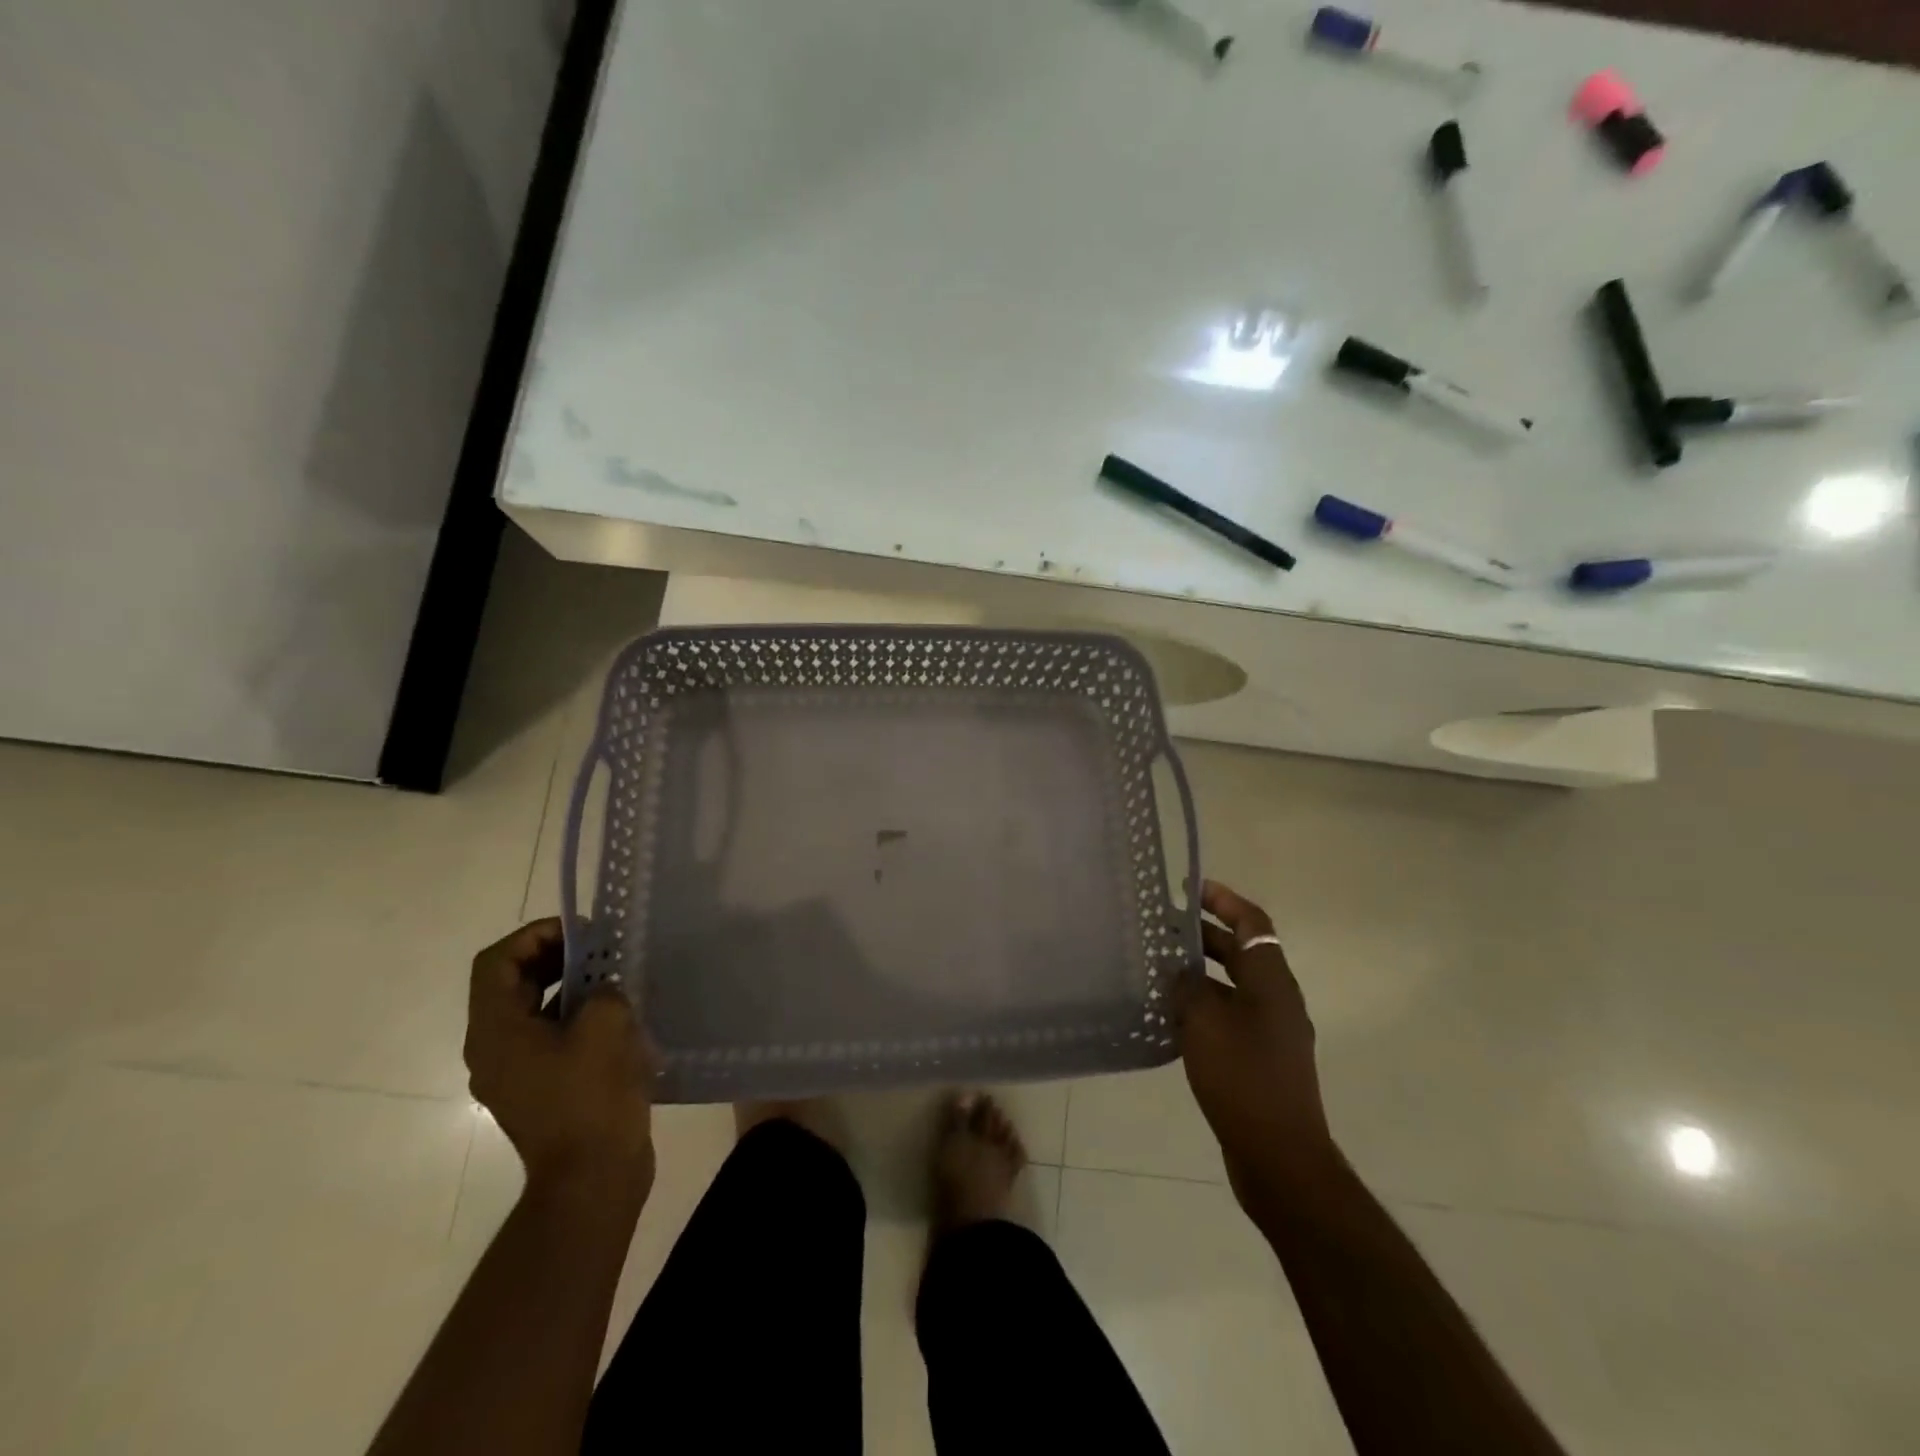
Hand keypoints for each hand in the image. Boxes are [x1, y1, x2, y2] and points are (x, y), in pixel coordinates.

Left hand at [464, 919, 655, 1200]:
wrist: (593, 1178)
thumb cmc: (592, 1096)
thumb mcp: (605, 1024)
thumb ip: (602, 988)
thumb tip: (603, 986)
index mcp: (495, 1032)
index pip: (497, 962)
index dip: (536, 935)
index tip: (582, 932)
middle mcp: (493, 1050)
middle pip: (511, 983)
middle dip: (555, 956)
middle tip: (601, 948)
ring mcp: (515, 1073)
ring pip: (532, 1010)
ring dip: (568, 985)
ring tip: (613, 977)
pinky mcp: (539, 1089)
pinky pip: (548, 1036)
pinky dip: (575, 1016)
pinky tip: (615, 1016)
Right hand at [1176, 881, 1336, 1209]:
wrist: (1280, 1157)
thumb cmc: (1243, 1079)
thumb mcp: (1205, 1023)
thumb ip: (1188, 988)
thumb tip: (1180, 972)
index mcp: (1272, 982)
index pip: (1253, 924)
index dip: (1224, 901)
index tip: (1191, 888)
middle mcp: (1277, 1001)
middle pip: (1243, 952)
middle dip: (1206, 935)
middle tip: (1165, 927)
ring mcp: (1272, 1033)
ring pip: (1234, 987)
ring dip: (1201, 973)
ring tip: (1161, 969)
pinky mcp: (1261, 1061)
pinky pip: (1230, 1018)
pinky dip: (1204, 1007)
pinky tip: (1172, 1017)